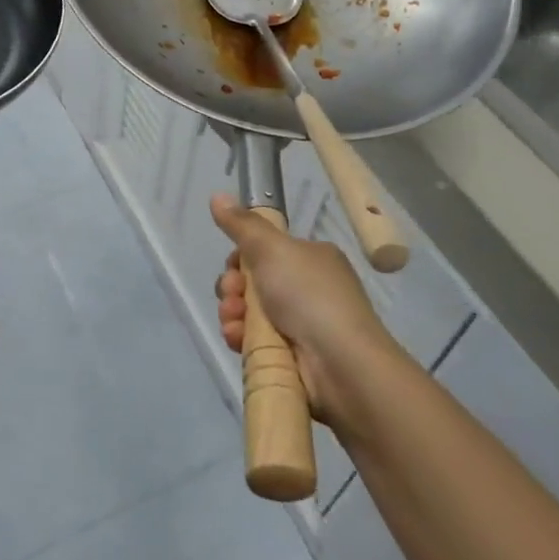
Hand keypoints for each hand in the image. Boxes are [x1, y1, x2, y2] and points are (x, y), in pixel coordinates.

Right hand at [211, 194, 406, 434]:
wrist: (341, 363)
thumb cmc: (309, 295)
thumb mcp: (272, 248)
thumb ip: (242, 225)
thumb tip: (217, 196)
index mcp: (311, 258)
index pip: (266, 251)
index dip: (241, 258)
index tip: (233, 265)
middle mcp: (309, 289)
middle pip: (254, 283)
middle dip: (233, 289)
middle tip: (232, 295)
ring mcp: (303, 325)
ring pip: (251, 313)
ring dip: (233, 314)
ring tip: (233, 321)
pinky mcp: (294, 358)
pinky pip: (257, 342)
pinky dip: (243, 339)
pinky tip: (237, 339)